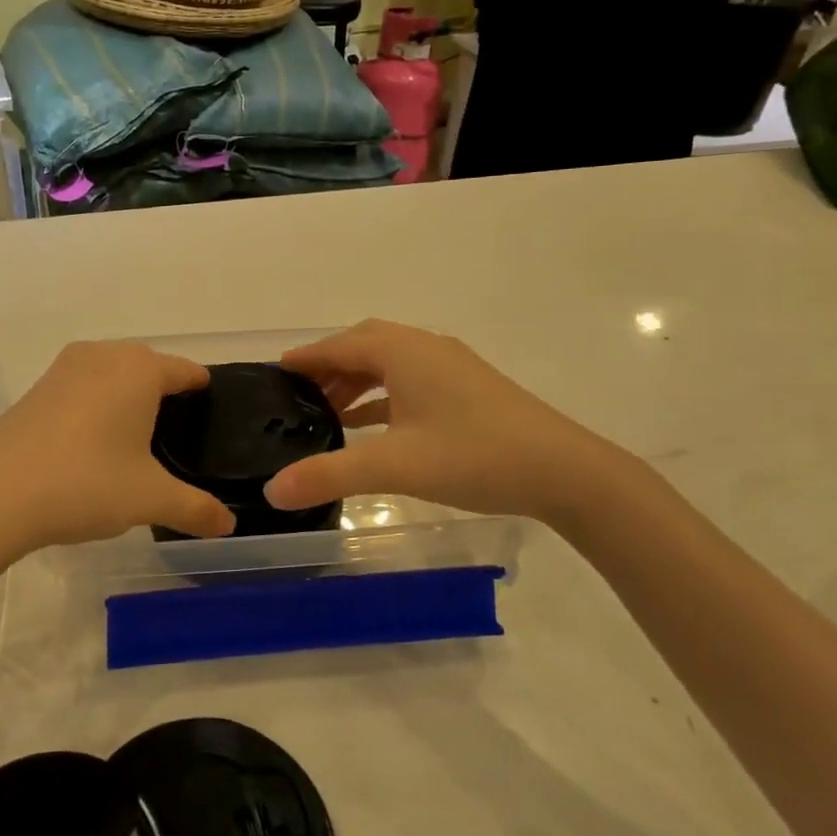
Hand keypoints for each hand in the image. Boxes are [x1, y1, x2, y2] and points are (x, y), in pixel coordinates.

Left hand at [0, 342, 234, 557]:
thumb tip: (229, 524)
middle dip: (165, 392)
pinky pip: (82, 386)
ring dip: (127, 395)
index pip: (186, 371)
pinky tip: (93, 441)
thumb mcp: (150, 500)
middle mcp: (104, 355)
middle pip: (148, 366)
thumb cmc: (86, 484)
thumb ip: (196, 509)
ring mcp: (65, 368)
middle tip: (179, 434)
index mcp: (140, 370)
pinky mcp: (37, 387)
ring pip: (112, 372)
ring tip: (138, 438)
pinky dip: (96, 404)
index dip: (202, 391)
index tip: (211, 412)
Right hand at [263, 321, 635, 527]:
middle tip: (298, 394)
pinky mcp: (468, 389)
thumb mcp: (395, 466)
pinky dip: (384, 396)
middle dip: (330, 366)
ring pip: (390, 364)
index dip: (307, 357)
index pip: (341, 344)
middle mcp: (425, 348)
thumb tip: (272, 490)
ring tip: (328, 412)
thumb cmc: (474, 455)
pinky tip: (374, 426)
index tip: (275, 370)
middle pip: (364, 346)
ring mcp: (451, 367)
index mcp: (404, 352)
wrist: (564, 470)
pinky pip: (411, 381)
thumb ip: (330, 475)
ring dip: (357, 382)